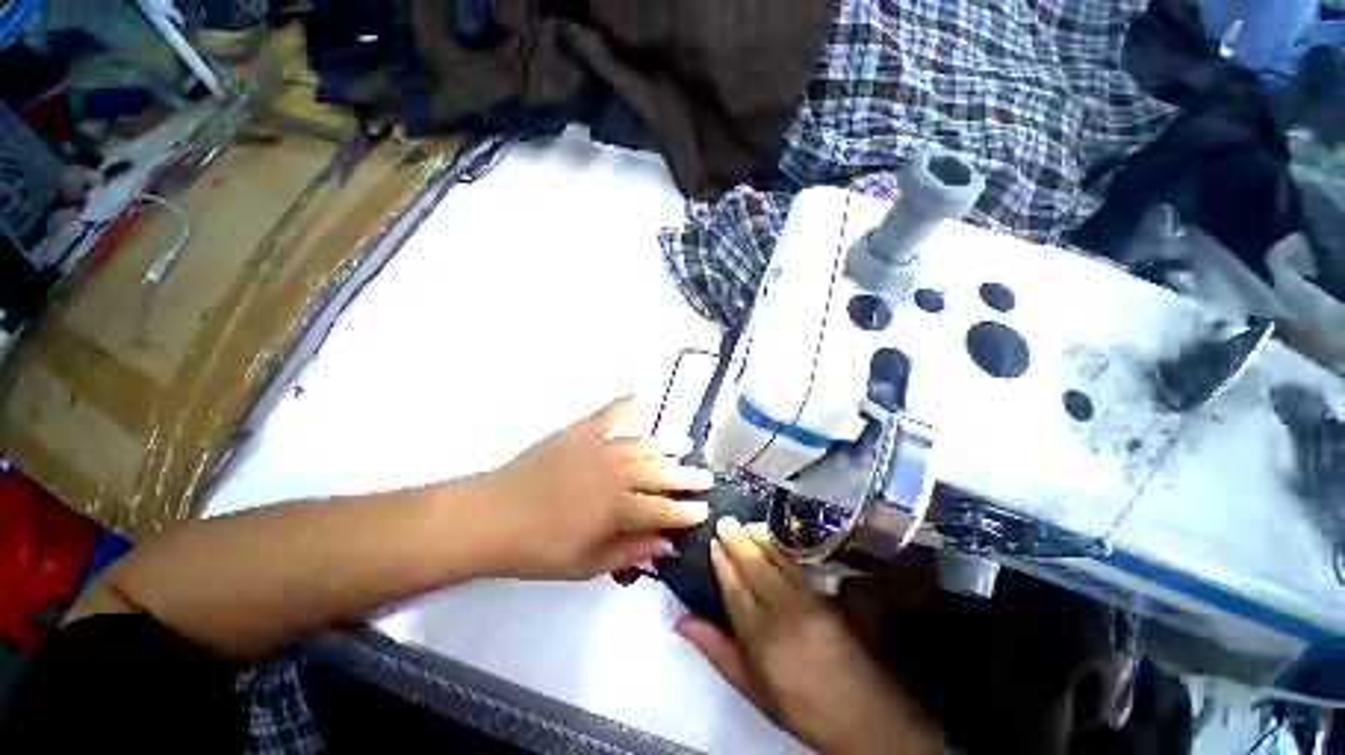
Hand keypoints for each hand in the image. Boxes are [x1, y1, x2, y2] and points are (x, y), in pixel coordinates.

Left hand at [473, 397, 712, 579]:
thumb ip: (630, 551)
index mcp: (617, 509)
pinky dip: (626, 406)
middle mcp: (616, 474)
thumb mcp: (586, 565)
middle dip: (687, 477)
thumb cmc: (538, 549)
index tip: (704, 509)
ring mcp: (599, 448)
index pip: (664, 509)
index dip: (687, 510)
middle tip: (704, 477)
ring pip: (644, 445)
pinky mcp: (580, 432)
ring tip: (685, 446)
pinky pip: (609, 413)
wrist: (491, 516)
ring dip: (667, 446)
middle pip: (661, 473)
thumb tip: (667, 544)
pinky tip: (641, 402)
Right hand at [675, 518, 946, 754]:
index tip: (712, 543)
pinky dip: (783, 547)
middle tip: (724, 520)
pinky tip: (776, 538)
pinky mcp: (827, 597)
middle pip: (754, 567)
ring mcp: (807, 601)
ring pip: (776, 560)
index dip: (722, 563)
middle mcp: (781, 611)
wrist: (860, 713)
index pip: (734, 589)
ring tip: (745, 523)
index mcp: (759, 637)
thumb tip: (680, 621)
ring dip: (759, 538)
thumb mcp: (751, 687)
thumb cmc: (797, 704)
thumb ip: (716, 649)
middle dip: (737, 541)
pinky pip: (799, 565)